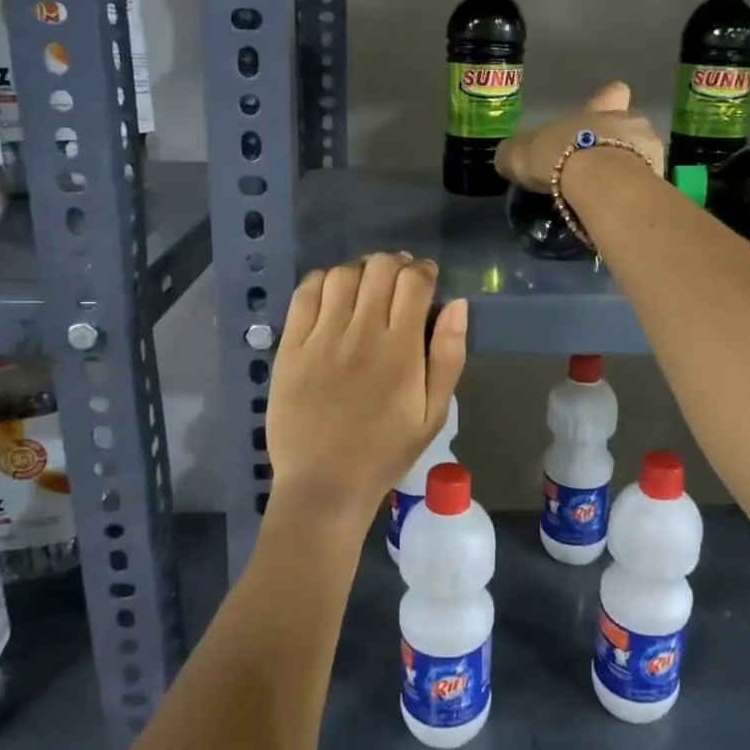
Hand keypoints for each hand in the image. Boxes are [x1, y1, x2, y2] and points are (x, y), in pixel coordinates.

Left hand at [265, 253, 467, 535]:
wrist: (324, 485)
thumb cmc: (386, 451)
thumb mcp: (434, 412)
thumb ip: (449, 356)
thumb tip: (458, 305)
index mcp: (401, 350)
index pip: (414, 282)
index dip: (424, 271)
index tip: (426, 279)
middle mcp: (362, 333)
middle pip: (380, 268)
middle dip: (395, 264)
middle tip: (398, 281)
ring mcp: (322, 338)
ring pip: (342, 275)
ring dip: (360, 271)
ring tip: (366, 287)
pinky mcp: (291, 347)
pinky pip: (305, 294)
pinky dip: (322, 281)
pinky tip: (332, 295)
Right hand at [494, 81, 663, 191]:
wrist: (600, 182)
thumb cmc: (559, 157)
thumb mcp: (521, 155)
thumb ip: (516, 154)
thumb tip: (506, 156)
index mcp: (599, 110)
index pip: (612, 94)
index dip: (608, 102)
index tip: (602, 115)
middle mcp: (629, 122)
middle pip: (630, 126)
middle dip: (620, 143)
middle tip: (601, 168)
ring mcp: (650, 149)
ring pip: (644, 155)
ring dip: (632, 170)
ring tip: (613, 194)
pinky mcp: (659, 180)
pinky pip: (649, 185)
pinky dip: (638, 196)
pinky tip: (623, 210)